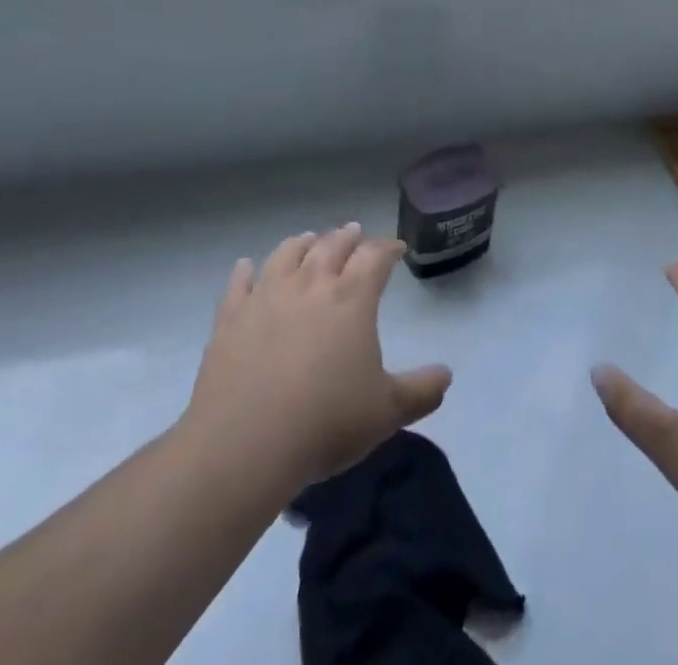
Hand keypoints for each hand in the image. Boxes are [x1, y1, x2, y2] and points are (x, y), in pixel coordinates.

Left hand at [179, 223, 451, 490]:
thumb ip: (421, 391)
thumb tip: (447, 375)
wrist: (244, 446)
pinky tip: (245, 267)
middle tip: (354, 231)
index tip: (397, 248)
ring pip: (287, 254)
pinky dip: (244, 272)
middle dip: (347, 237)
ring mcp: (266, 298)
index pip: (375, 257)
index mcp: (352, 298)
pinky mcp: (230, 319)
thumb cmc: (325, 423)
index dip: (388, 248)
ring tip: (310, 239)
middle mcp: (311, 285)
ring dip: (302, 243)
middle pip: (332, 247)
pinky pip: (239, 285)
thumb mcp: (387, 412)